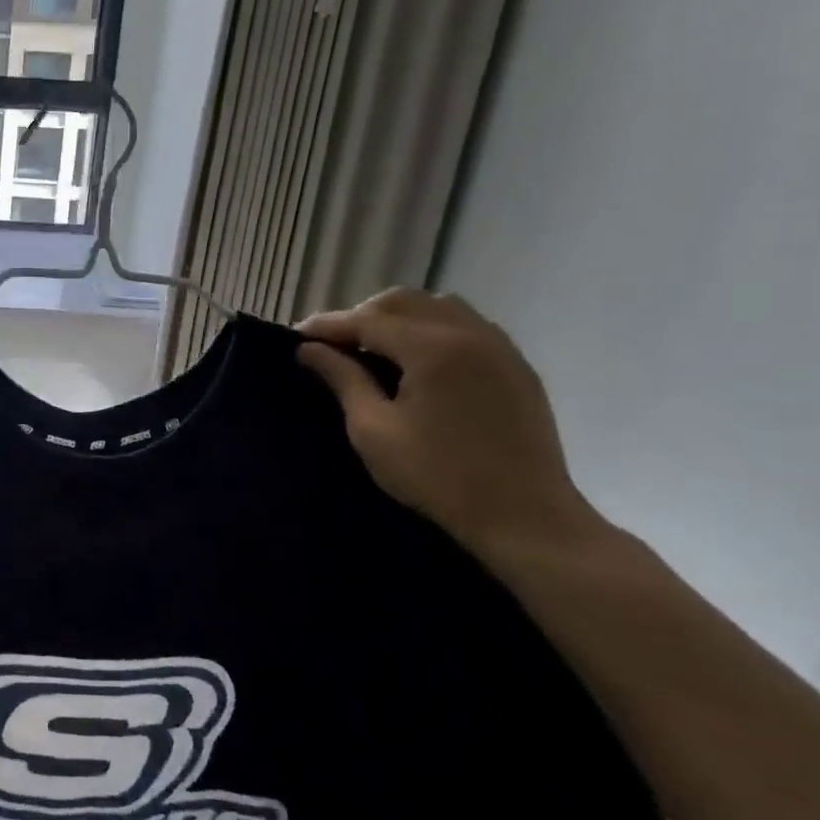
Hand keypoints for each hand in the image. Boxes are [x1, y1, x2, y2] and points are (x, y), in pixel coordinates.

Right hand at [296, 289, 605, 559]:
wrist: (524, 516)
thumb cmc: (437, 476)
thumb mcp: (373, 430)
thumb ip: (342, 380)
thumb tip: (309, 349)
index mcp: (432, 348)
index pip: (367, 320)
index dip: (328, 325)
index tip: (296, 335)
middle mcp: (469, 333)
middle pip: (404, 302)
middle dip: (363, 315)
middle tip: (334, 343)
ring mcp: (499, 347)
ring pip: (439, 307)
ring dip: (400, 317)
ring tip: (375, 347)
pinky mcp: (516, 366)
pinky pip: (468, 325)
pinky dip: (433, 328)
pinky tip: (418, 359)